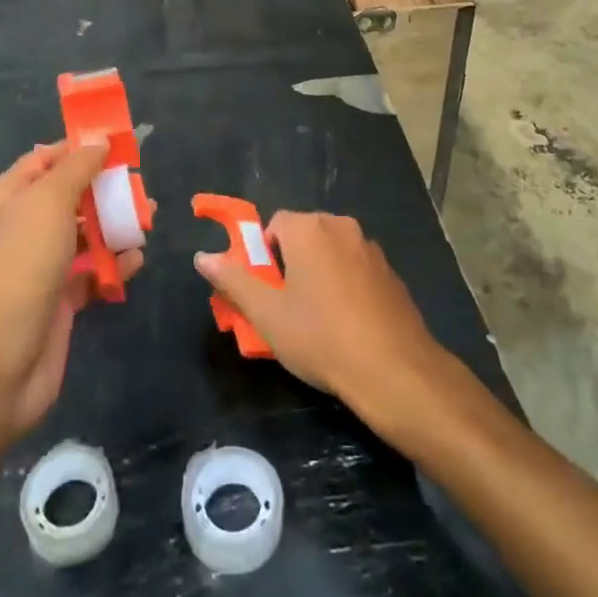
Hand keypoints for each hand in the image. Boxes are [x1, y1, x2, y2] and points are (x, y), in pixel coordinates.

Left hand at [0, 142, 142, 447]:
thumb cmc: (12, 273)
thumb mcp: (44, 206)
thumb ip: (74, 170)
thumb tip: (98, 141)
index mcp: (6, 199)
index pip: (46, 159)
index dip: (81, 148)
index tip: (123, 142)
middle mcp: (20, 230)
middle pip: (70, 196)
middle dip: (106, 189)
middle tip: (142, 187)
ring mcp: (38, 269)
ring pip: (84, 236)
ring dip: (115, 226)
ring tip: (149, 220)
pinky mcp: (58, 305)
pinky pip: (91, 275)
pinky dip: (114, 267)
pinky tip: (135, 262)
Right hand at [194, 211, 451, 419]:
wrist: (395, 370)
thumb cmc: (322, 337)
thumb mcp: (267, 314)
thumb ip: (233, 280)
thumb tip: (202, 257)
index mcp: (309, 228)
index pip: (274, 225)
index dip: (263, 255)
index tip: (264, 291)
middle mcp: (342, 227)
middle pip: (303, 235)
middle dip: (289, 264)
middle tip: (284, 307)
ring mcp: (371, 249)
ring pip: (331, 253)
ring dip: (318, 274)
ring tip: (315, 320)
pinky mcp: (391, 273)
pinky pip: (355, 269)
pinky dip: (345, 286)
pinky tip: (346, 325)